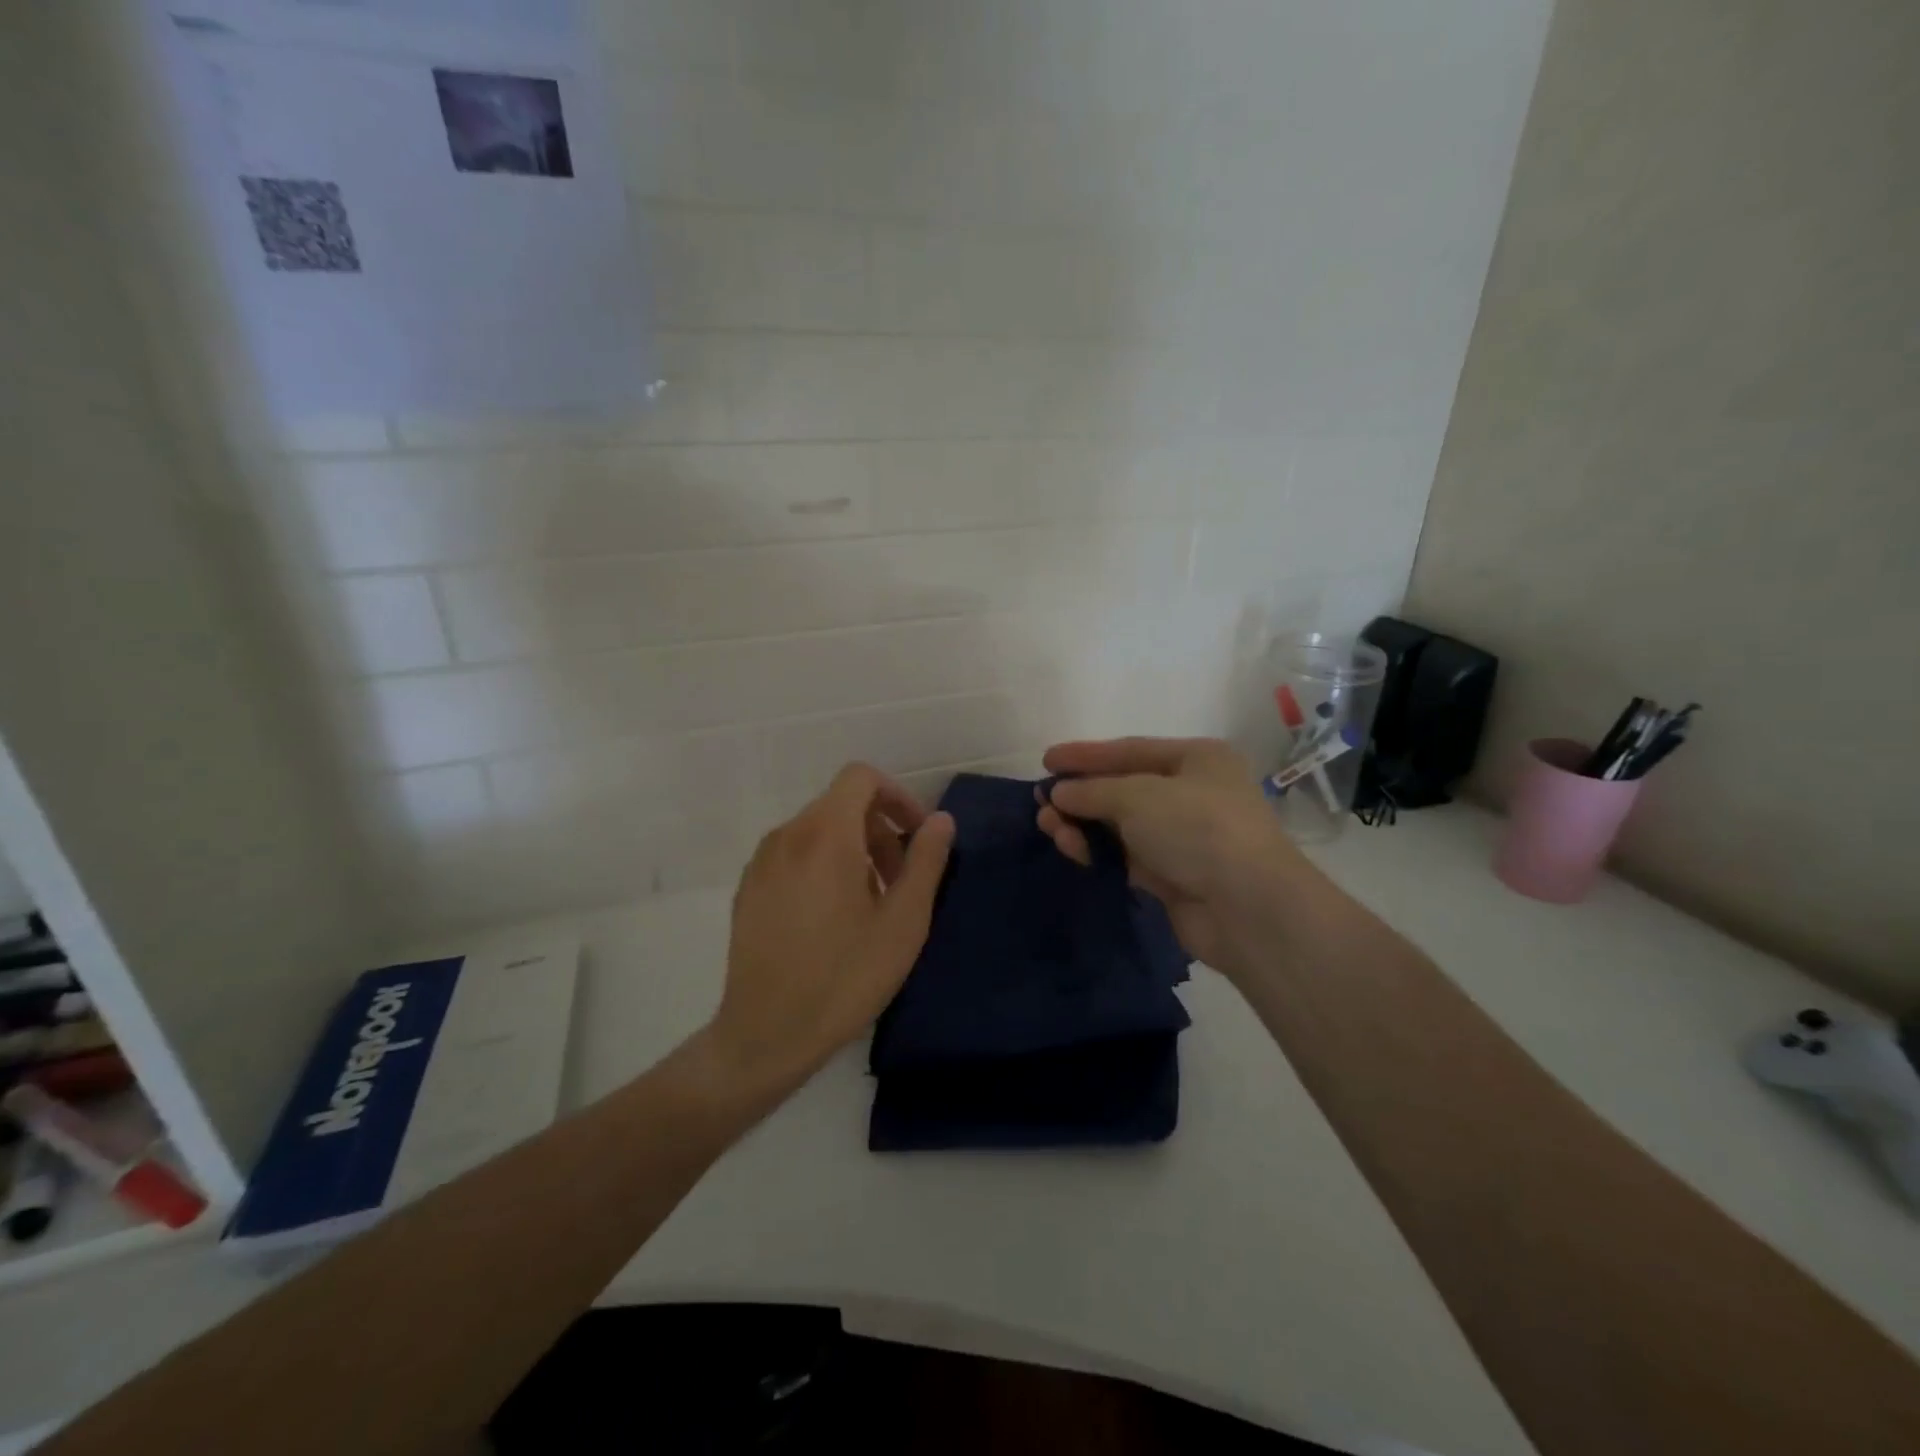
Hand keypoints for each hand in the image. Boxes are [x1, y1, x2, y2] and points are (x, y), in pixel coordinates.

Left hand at [709, 764, 953, 1099]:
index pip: (861, 778)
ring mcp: (761, 862)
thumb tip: (941, 820)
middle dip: (879, 830)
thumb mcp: (904, 921)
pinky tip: (832, 919)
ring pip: (817, 830)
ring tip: (870, 904)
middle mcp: (787, 835)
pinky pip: (793, 855)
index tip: (916, 837)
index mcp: (826, 834)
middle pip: (841, 804)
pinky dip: (822, 865)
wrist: (767, 1034)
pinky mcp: (747, 889)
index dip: (897, 797)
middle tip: (900, 881)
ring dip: (853, 849)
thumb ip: (926, 861)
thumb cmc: (845, 977)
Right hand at [1035, 737, 1305, 974]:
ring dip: (1083, 824)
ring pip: (1121, 825)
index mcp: (1197, 759)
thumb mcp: (1137, 796)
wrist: (1246, 907)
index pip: (1130, 750)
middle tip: (1041, 802)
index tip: (1046, 760)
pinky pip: (1125, 855)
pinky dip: (1098, 850)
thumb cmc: (1196, 828)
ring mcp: (1184, 836)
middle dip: (1080, 794)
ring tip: (1049, 828)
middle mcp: (1193, 793)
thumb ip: (1092, 790)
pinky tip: (1072, 849)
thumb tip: (1059, 793)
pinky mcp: (1174, 875)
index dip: (1085, 755)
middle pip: (1123, 788)